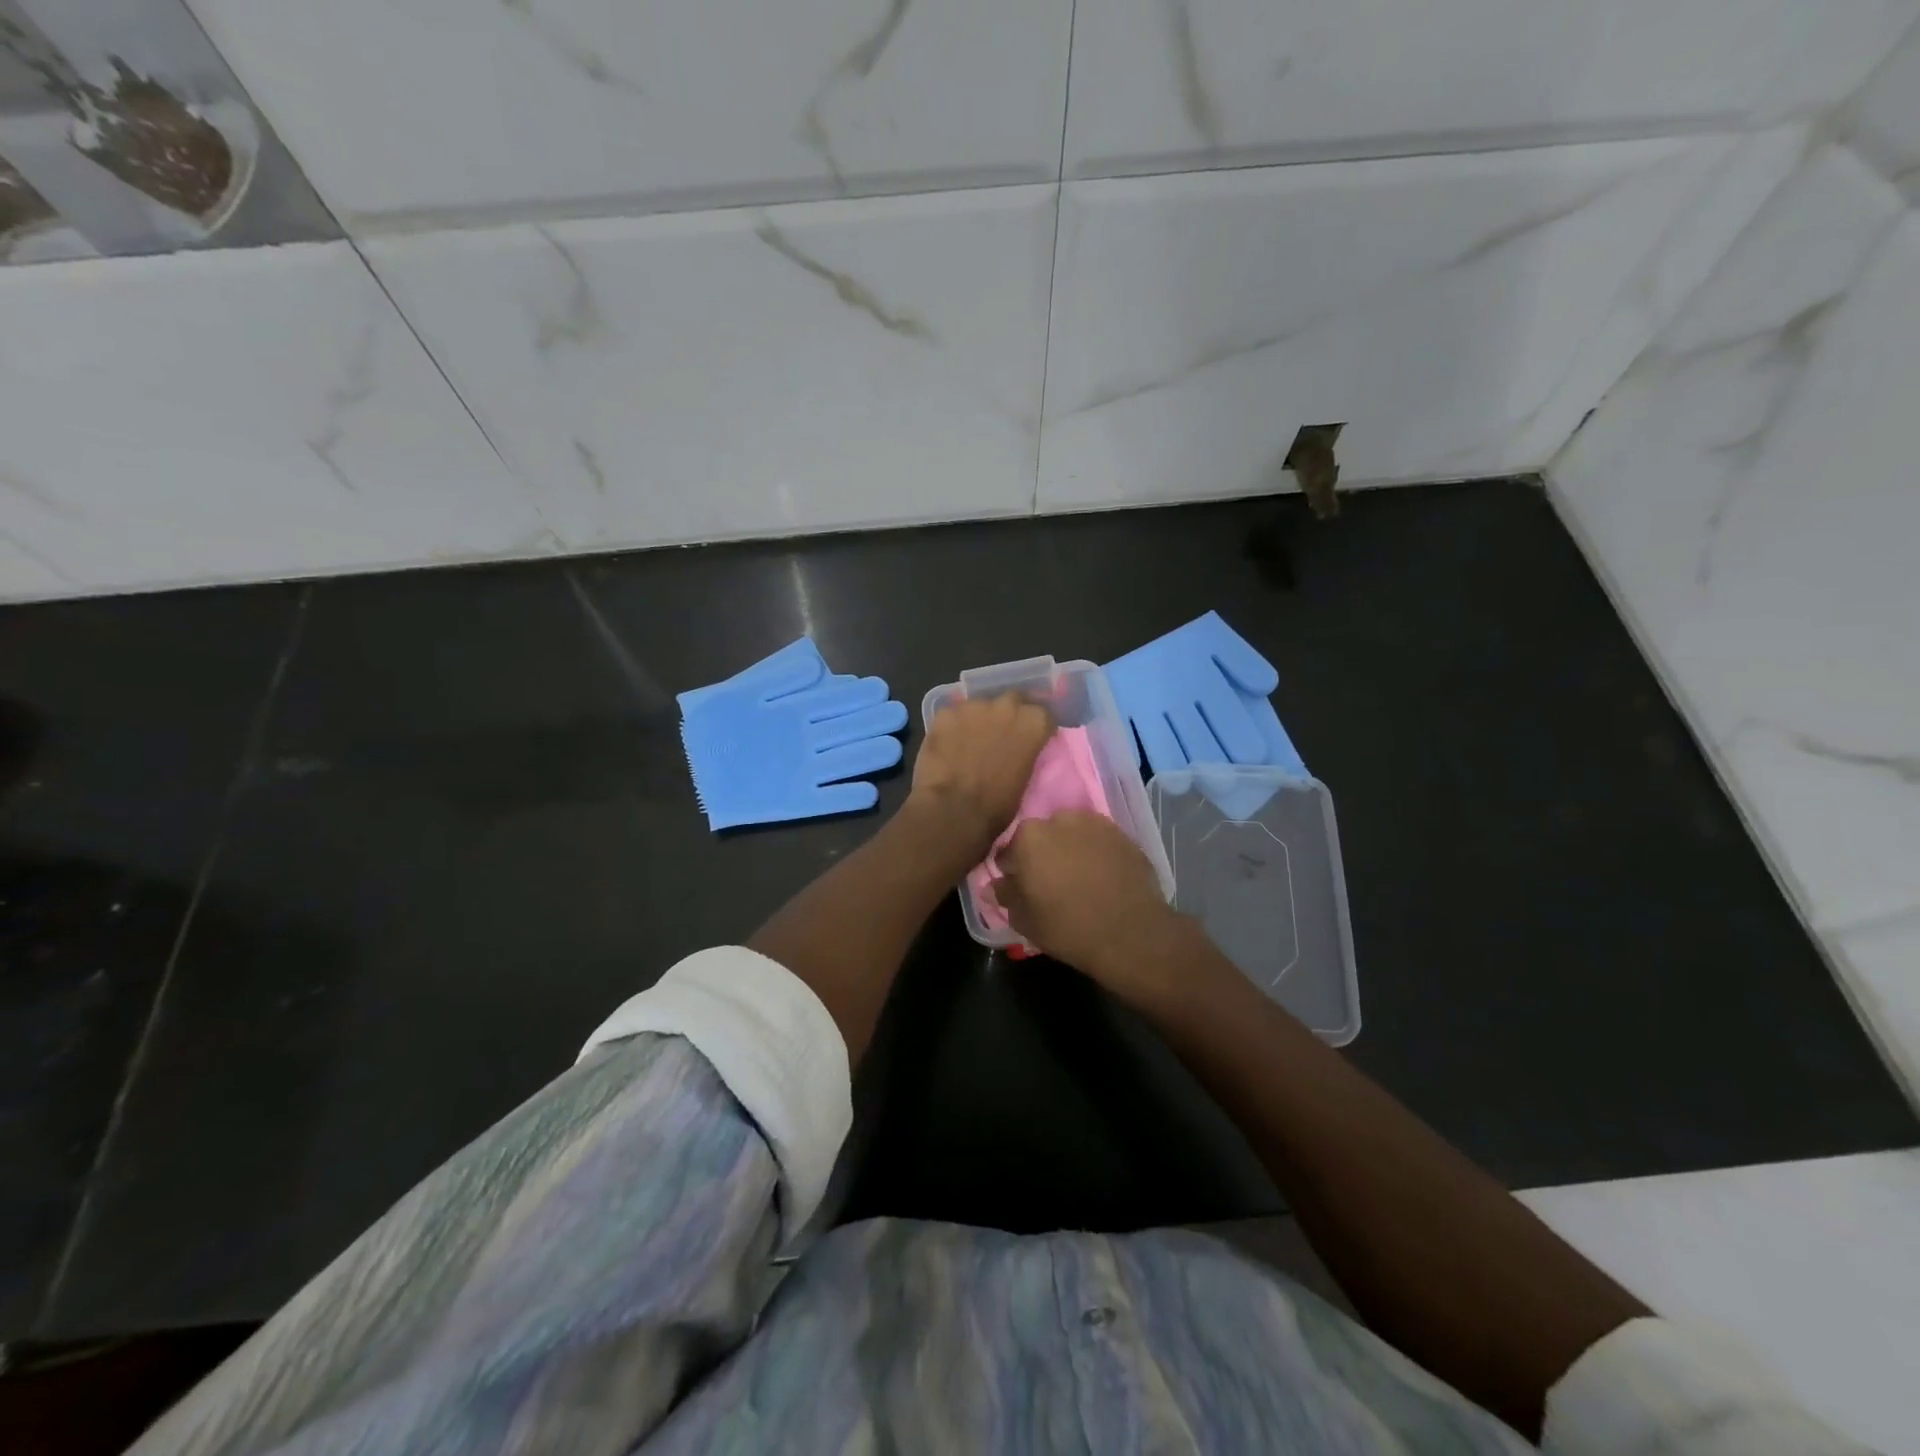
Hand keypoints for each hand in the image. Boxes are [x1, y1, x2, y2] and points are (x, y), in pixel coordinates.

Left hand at [907, 693, 1053, 862]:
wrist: (954, 811)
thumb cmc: (998, 805)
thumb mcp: (1026, 778)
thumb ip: (1026, 752)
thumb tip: (1020, 749)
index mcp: (1033, 722)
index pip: (1042, 714)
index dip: (1035, 728)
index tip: (1030, 739)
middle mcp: (1006, 705)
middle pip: (1012, 700)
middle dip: (1009, 714)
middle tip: (1001, 735)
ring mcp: (973, 706)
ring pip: (980, 706)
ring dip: (979, 719)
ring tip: (970, 741)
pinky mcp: (945, 713)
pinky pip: (952, 715)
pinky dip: (953, 727)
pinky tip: (947, 745)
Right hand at [995, 810, 1189, 1003]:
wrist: (1131, 933)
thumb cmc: (1067, 927)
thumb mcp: (1025, 919)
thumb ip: (1006, 896)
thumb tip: (992, 886)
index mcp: (1029, 837)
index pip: (1009, 851)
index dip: (1012, 871)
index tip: (1020, 888)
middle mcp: (1060, 820)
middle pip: (1042, 837)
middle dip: (1042, 855)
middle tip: (1050, 884)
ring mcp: (1095, 824)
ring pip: (1072, 834)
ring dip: (1070, 850)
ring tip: (1078, 879)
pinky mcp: (1123, 834)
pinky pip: (1099, 841)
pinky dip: (1096, 854)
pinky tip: (1102, 878)